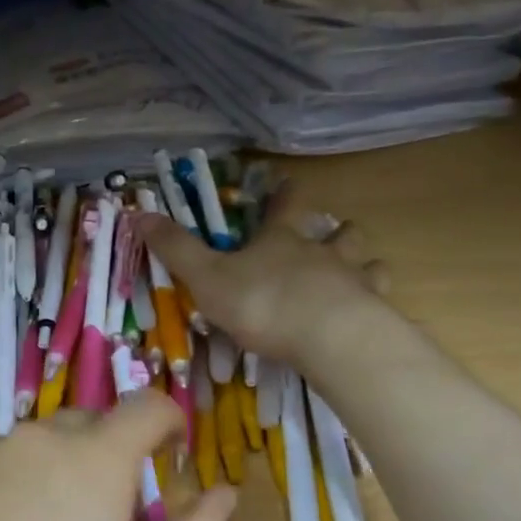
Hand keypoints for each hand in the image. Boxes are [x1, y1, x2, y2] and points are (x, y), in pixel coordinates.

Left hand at [0, 392, 236, 520]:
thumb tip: (225, 492)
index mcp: (96, 455)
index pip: (147, 406)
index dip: (168, 421)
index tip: (169, 452)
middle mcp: (40, 436)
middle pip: (90, 423)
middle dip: (109, 452)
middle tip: (106, 510)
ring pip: (39, 444)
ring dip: (56, 468)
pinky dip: (11, 482)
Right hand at [134, 181, 391, 363]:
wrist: (327, 337)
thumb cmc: (262, 302)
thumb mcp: (207, 276)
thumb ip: (176, 249)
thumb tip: (139, 214)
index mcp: (282, 240)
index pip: (286, 206)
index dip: (285, 194)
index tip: (288, 182)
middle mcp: (322, 252)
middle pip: (339, 231)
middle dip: (337, 230)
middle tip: (334, 235)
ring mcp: (355, 280)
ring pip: (367, 261)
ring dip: (363, 263)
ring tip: (359, 273)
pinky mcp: (374, 312)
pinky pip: (380, 298)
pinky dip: (376, 301)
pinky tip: (371, 312)